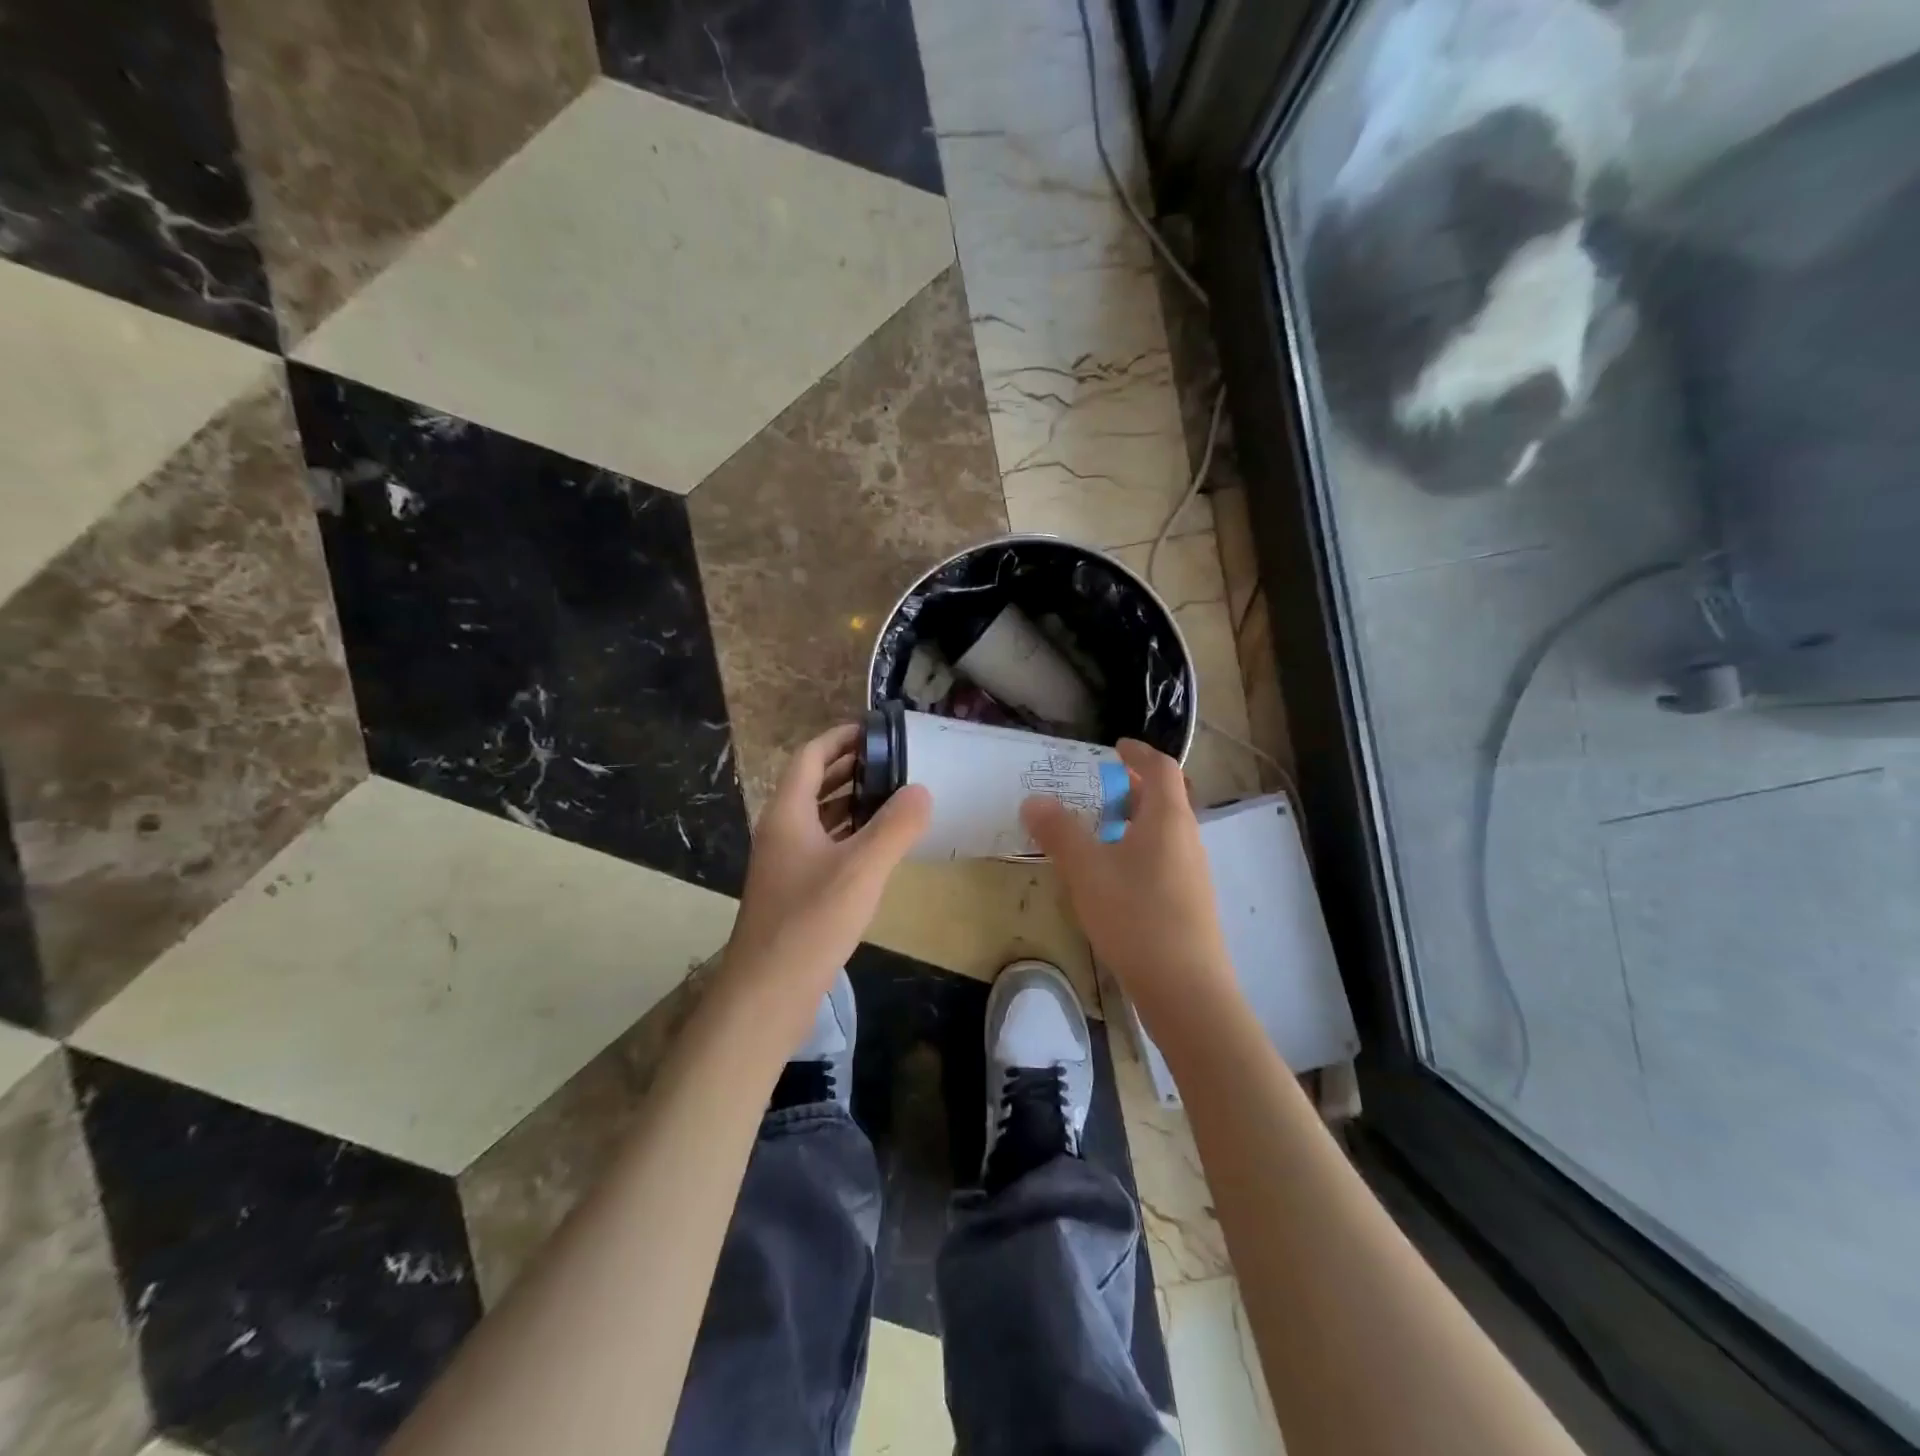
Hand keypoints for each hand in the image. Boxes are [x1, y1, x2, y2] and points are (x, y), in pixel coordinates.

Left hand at [721, 724, 930, 1044]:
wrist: (767, 993)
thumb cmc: (811, 922)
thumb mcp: (862, 869)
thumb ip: (895, 826)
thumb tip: (921, 790)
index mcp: (788, 814)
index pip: (811, 756)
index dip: (841, 738)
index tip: (877, 731)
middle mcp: (781, 831)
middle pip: (813, 784)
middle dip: (851, 768)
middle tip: (896, 762)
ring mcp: (785, 863)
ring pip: (819, 817)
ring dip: (851, 802)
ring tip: (894, 796)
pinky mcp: (795, 891)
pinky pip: (824, 847)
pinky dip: (850, 835)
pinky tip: (879, 846)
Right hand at [1021, 739, 1238, 1037]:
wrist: (1186, 989)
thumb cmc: (1136, 916)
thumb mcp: (1087, 870)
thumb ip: (1059, 831)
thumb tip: (1034, 800)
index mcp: (1168, 819)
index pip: (1161, 768)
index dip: (1139, 752)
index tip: (1115, 747)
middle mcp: (1187, 838)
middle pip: (1164, 799)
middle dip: (1130, 789)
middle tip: (1095, 792)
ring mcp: (1192, 873)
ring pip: (1162, 832)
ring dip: (1131, 823)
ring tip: (1095, 834)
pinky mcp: (1189, 902)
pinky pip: (1162, 859)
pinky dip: (1137, 851)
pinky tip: (1111, 879)